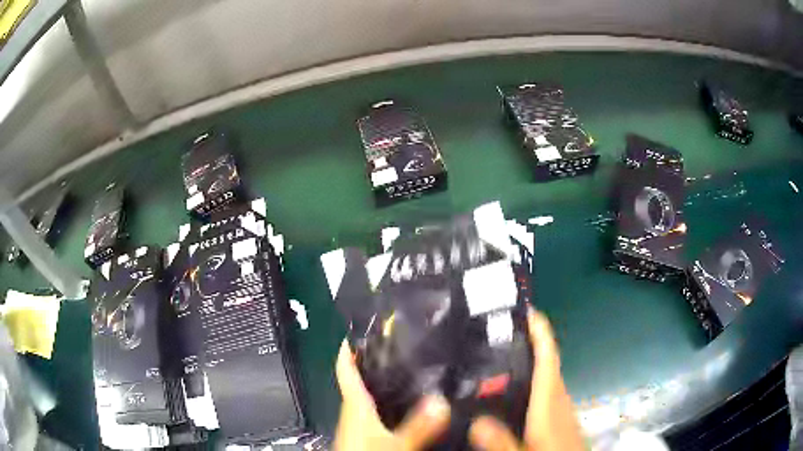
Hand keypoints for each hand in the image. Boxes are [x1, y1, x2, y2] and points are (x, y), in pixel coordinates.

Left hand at [334, 340, 450, 450]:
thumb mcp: (396, 444)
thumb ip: (418, 425)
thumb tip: (442, 399)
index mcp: (354, 406)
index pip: (345, 370)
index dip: (348, 348)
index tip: (359, 329)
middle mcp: (353, 412)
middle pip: (359, 381)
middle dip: (375, 363)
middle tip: (402, 347)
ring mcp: (357, 425)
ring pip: (367, 397)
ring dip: (382, 384)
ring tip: (410, 370)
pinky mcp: (364, 436)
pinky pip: (373, 412)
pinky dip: (386, 403)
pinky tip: (406, 406)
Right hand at [469, 308, 583, 450]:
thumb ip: (503, 441)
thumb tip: (477, 421)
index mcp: (550, 400)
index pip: (548, 357)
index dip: (540, 331)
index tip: (526, 309)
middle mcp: (557, 397)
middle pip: (545, 361)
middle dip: (527, 341)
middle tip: (494, 332)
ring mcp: (559, 406)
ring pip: (544, 375)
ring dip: (528, 359)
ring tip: (496, 355)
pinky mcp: (557, 415)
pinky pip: (543, 389)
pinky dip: (530, 379)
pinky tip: (510, 391)